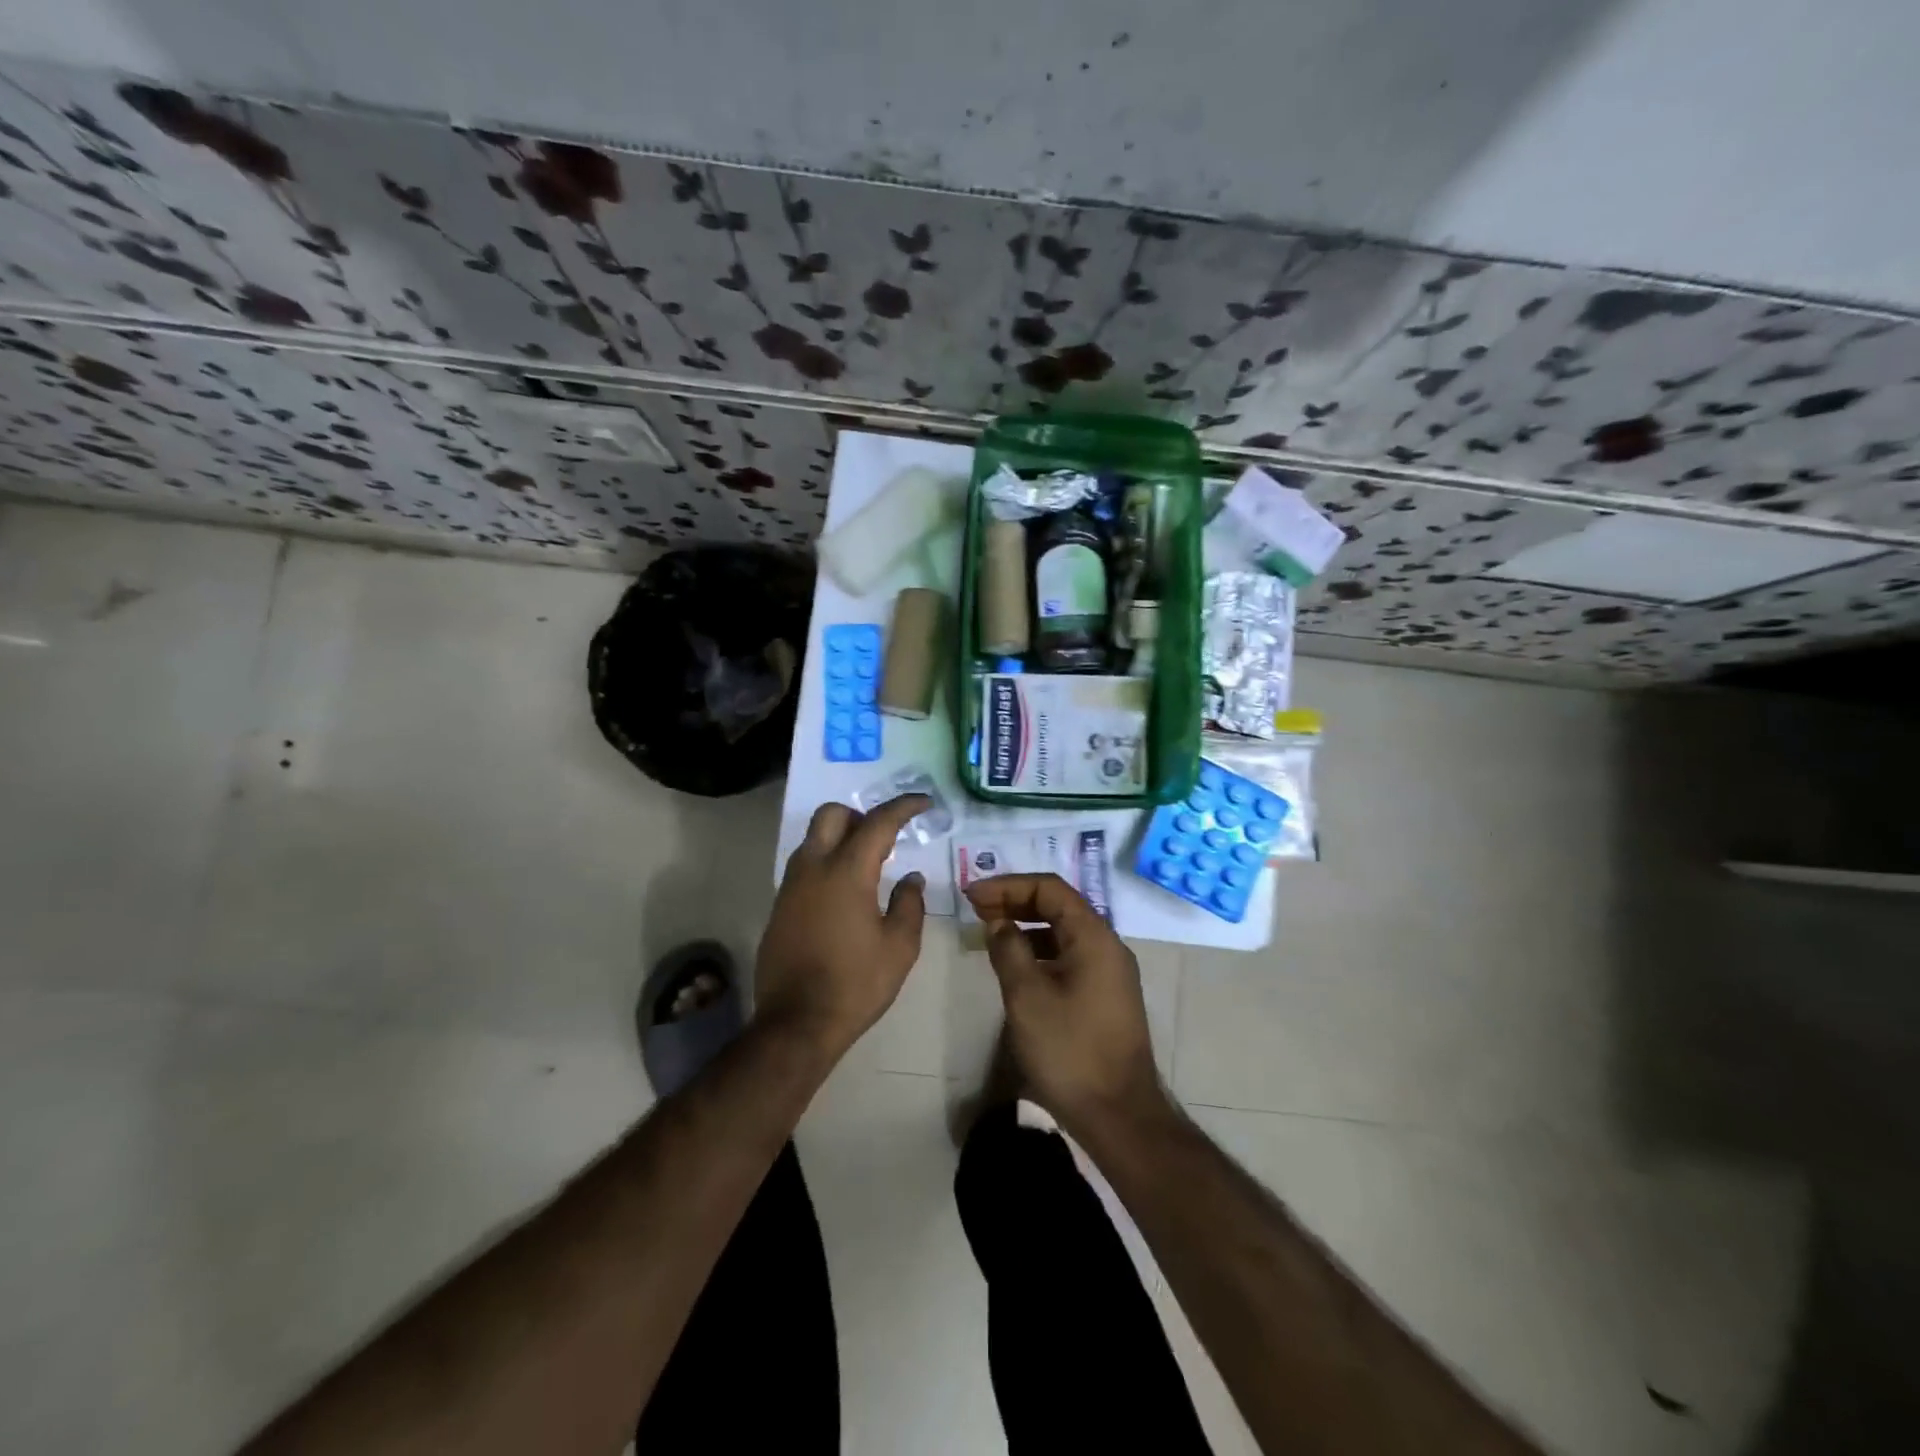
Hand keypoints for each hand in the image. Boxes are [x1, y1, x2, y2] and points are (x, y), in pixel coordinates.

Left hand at [756, 794, 929, 1060]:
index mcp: (846, 871)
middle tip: (885, 836)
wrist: (797, 1023)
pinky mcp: (779, 906)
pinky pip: (804, 866)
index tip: (923, 803)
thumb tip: (910, 878)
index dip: (903, 807)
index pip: (878, 822)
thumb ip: (909, 903)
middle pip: (832, 815)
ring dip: (840, 838)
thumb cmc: (856, 984)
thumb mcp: (899, 946)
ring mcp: (791, 886)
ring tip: (867, 864)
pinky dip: (826, 862)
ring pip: (813, 839)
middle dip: (861, 815)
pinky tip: (844, 893)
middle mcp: (813, 867)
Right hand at [965, 873, 1170, 1137]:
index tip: (972, 895)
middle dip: (1015, 901)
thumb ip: (1008, 949)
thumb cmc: (1069, 1050)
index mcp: (1093, 936)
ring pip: (1063, 931)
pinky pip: (1069, 954)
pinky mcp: (1105, 994)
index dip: (1007, 885)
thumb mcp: (1027, 996)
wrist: (1119, 1114)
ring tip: (990, 931)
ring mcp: (1110, 971)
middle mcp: (1107, 945)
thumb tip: (998, 922)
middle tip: (976, 908)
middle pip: (1058, 905)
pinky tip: (1016, 963)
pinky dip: (1040, 949)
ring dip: (1026, 924)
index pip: (1049, 888)